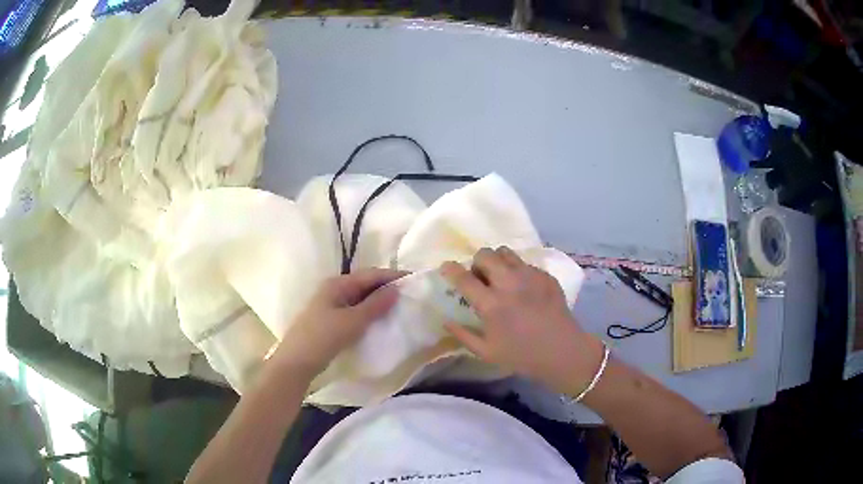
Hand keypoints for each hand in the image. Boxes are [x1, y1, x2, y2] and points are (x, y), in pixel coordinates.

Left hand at [270, 268, 404, 378]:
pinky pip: (355, 309)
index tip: (415, 279)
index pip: (370, 274)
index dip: (392, 276)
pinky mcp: (331, 319)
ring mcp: (331, 305)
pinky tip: (380, 319)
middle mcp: (334, 289)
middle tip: (411, 293)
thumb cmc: (323, 337)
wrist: (297, 362)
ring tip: (400, 305)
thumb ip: (375, 305)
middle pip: (365, 283)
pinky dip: (369, 311)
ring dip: (379, 300)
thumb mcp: (352, 321)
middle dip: (387, 287)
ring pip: (360, 297)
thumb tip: (396, 289)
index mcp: (338, 284)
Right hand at [440, 247, 603, 394]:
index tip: (446, 267)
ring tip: (501, 278)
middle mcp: (509, 283)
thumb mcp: (486, 352)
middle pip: (485, 255)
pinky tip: (524, 289)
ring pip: (505, 252)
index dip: (450, 269)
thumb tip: (446, 321)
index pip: (463, 277)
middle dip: (477, 263)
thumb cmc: (521, 355)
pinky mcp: (545, 275)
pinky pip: (525, 263)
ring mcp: (530, 276)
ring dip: (497, 262)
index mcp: (491, 304)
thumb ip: (463, 335)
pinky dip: (518, 271)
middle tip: (480, 277)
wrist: (562, 351)